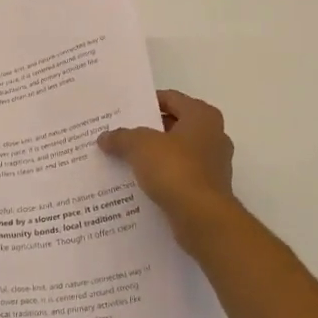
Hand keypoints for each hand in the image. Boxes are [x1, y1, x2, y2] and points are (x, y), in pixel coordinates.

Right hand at [99, 89, 239, 244]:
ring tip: (123, 159)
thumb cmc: (175, 169)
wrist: (202, 219)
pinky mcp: (208, 190)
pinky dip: (162, 177)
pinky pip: (179, 176)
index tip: (123, 111)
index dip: (146, 102)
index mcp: (202, 116)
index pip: (171, 98)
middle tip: (119, 134)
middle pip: (174, 126)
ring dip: (154, 156)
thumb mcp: (140, 146)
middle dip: (147, 131)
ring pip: (176, 153)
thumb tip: (104, 137)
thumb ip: (121, 137)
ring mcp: (213, 165)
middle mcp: (213, 136)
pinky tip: (138, 184)